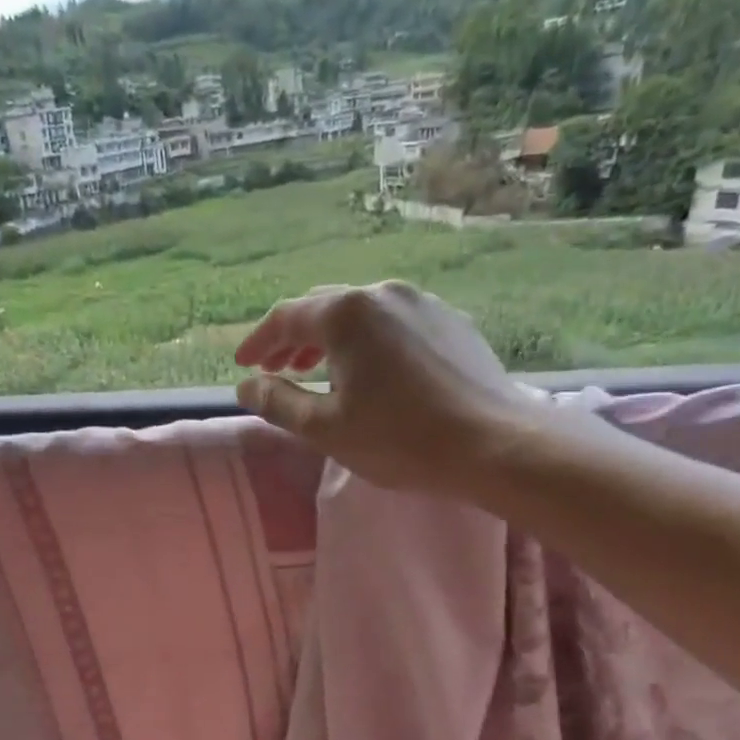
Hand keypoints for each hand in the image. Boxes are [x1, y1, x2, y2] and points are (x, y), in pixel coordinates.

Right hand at [233, 281, 541, 492]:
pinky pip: (392, 322)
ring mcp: (422, 303)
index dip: (258, 342)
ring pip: (359, 313)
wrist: (496, 445)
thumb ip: (277, 402)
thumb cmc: (399, 439)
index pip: (286, 318)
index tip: (243, 365)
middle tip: (275, 370)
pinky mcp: (450, 320)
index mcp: (346, 314)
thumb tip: (245, 386)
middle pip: (322, 308)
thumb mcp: (324, 428)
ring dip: (329, 338)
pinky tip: (369, 371)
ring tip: (316, 370)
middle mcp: (383, 294)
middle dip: (292, 338)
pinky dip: (366, 341)